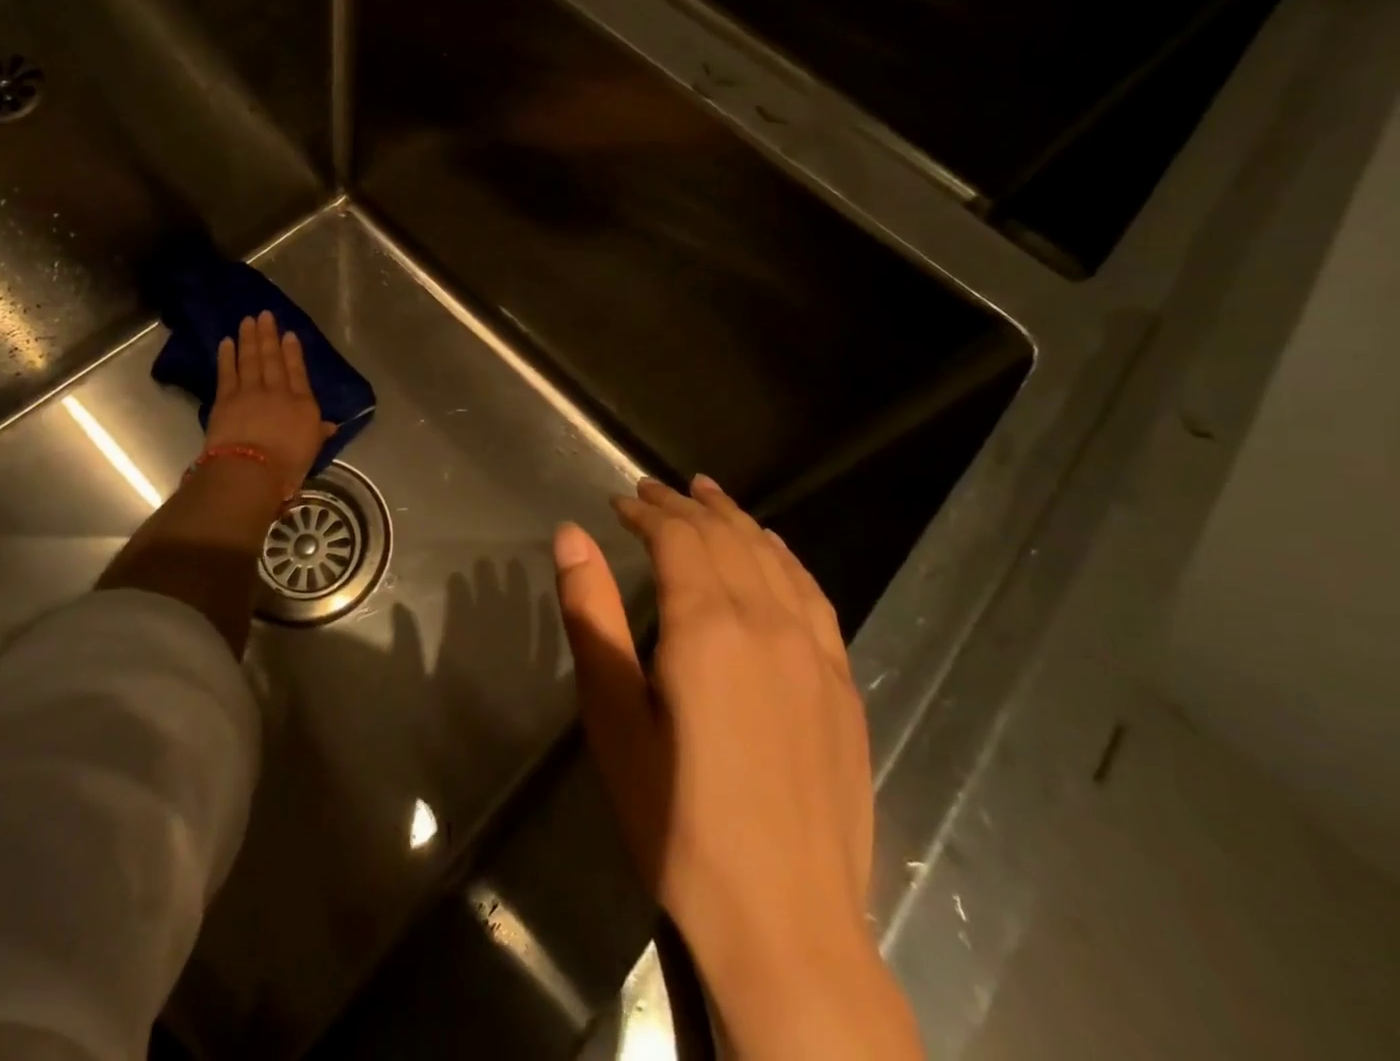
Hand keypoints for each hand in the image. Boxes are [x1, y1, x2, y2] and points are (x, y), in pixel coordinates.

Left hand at [205, 311, 335, 499]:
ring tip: (248, 321)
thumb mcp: (311, 451)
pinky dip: (227, 356)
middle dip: (269, 336)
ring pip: (250, 359)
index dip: (293, 352)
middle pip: (272, 359)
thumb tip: (331, 426)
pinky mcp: (225, 398)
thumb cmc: (287, 466)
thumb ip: (318, 433)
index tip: (289, 334)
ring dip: (249, 339)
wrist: (250, 470)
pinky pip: (227, 372)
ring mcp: (250, 392)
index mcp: (302, 404)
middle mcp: (277, 391)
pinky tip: (226, 342)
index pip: (297, 372)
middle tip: (265, 315)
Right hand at [553, 476, 921, 1060]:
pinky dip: (785, 557)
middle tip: (652, 490)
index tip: (618, 501)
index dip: (646, 512)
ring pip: (771, 557)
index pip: (677, 538)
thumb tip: (570, 534)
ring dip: (735, 519)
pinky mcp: (842, 683)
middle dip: (684, 506)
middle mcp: (767, 621)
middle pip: (724, 537)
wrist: (785, 922)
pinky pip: (814, 594)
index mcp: (707, 625)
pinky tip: (773, 550)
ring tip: (707, 494)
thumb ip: (592, 615)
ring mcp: (814, 651)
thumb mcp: (613, 716)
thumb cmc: (676, 819)